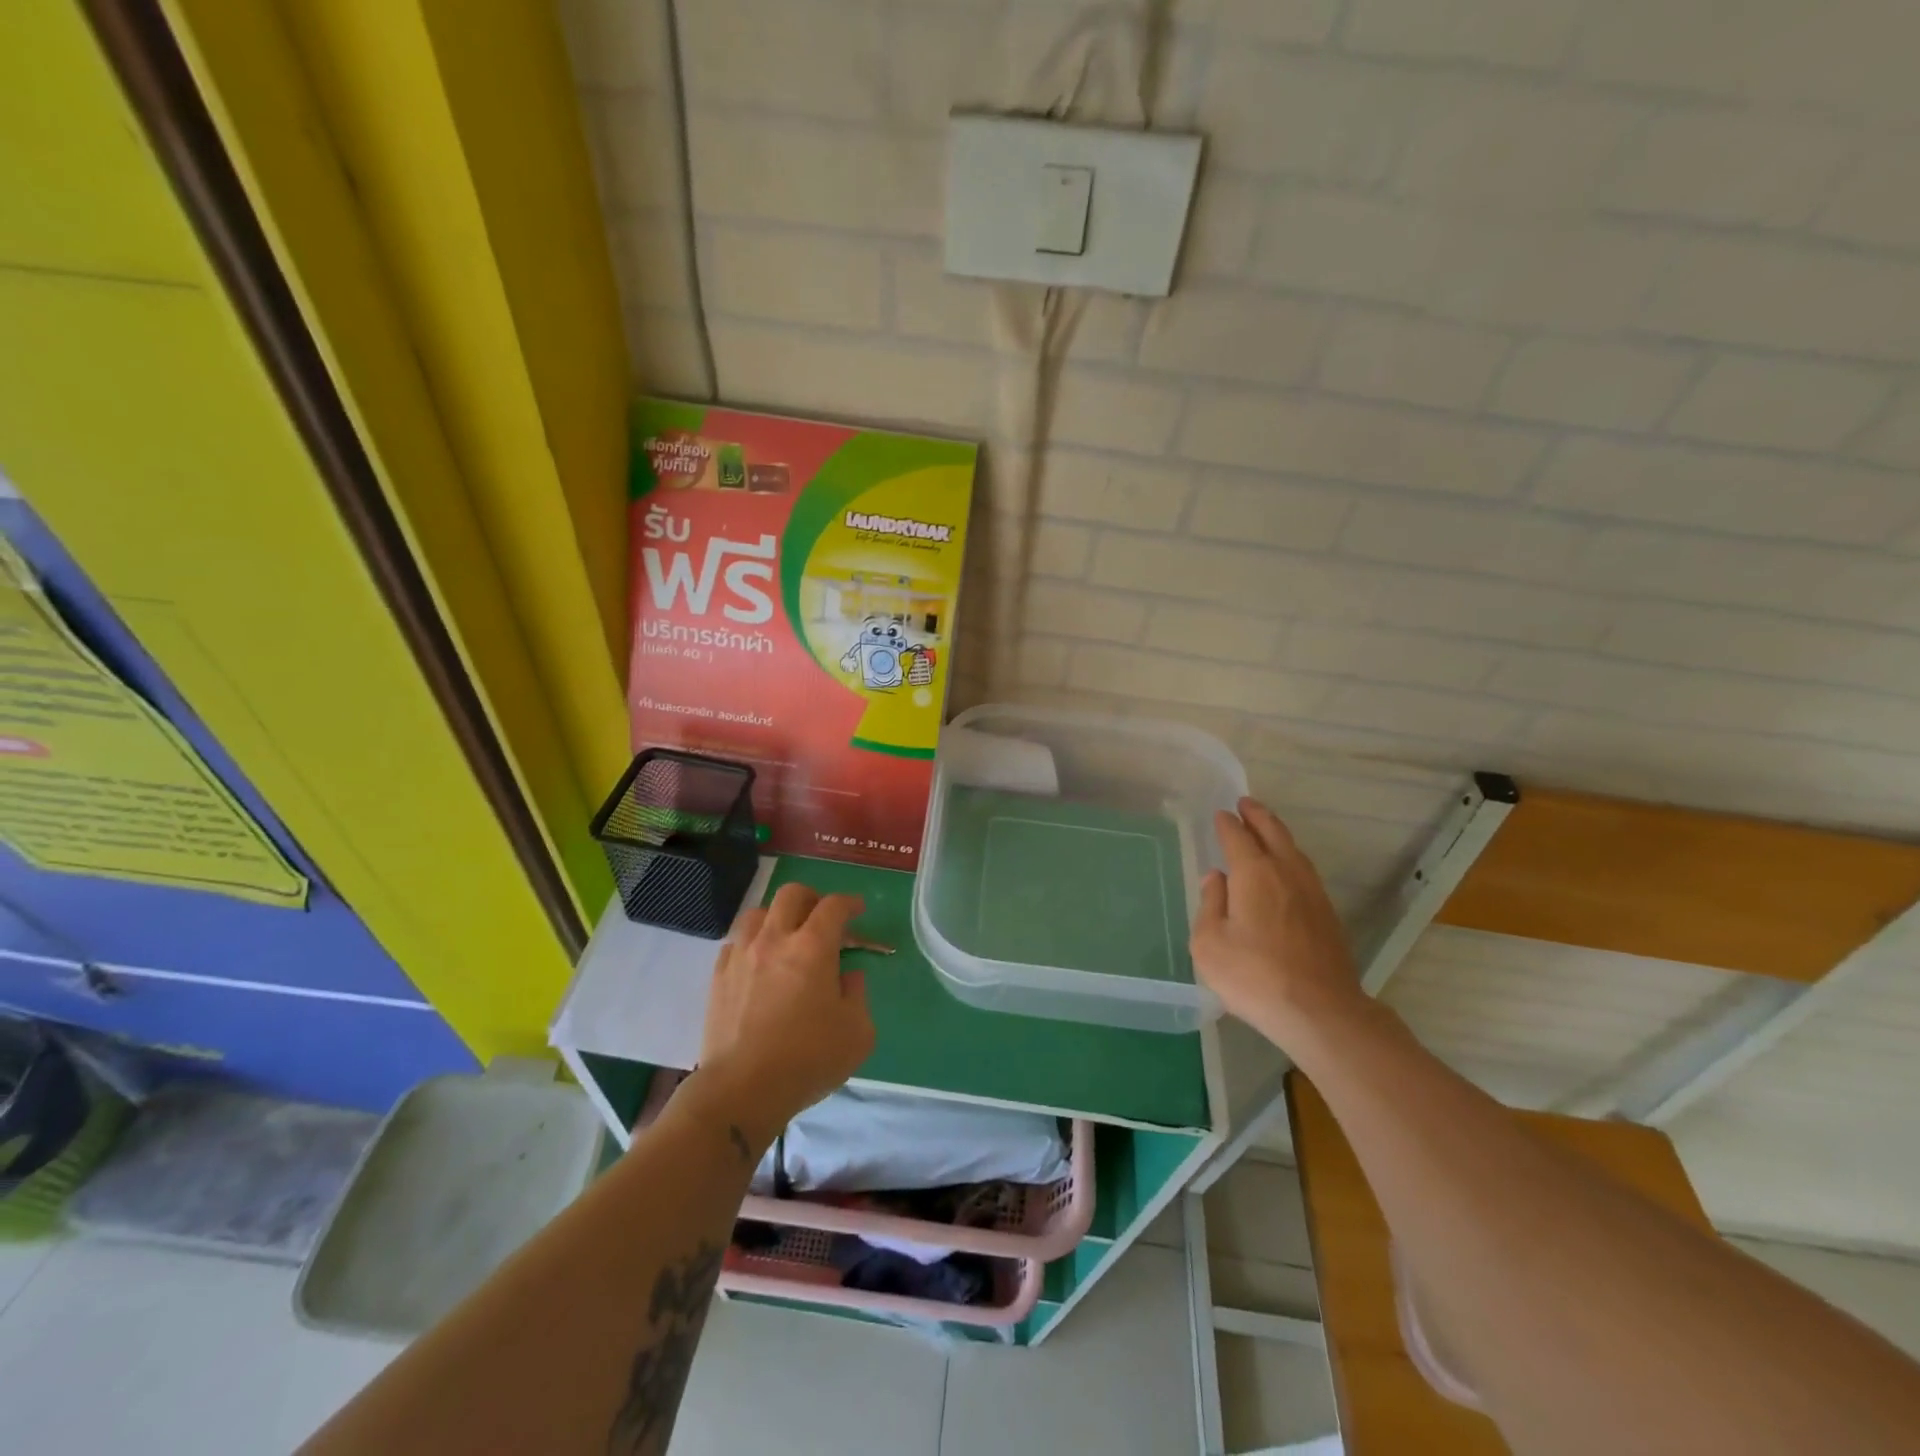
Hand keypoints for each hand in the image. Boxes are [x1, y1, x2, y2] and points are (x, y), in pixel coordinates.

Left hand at [696, 883, 875, 1146]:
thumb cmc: (808, 1060)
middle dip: (812, 898)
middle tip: (822, 918)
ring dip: (777, 917)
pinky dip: (752, 943)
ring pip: (757, 913)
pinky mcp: (718, 977)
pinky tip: (759, 963)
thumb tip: (847, 976)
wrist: (742, 1089)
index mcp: (813, 947)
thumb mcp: (857, 1033)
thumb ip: (858, 995)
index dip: (849, 902)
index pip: (833, 906)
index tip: (858, 910)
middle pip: (791, 894)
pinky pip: (735, 942)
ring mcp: (742, 956)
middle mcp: (775, 939)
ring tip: (787, 937)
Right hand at [1191, 797, 1366, 1049]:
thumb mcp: (1210, 943)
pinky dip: (1291, 857)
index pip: (1237, 837)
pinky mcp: (1327, 914)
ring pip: (1294, 850)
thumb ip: (1210, 905)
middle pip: (1273, 832)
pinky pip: (1304, 870)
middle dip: (1257, 815)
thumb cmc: (1254, 976)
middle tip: (1245, 803)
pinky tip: (1286, 869)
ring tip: (1266, 828)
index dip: (1226, 824)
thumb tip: (1216, 879)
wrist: (1320, 1011)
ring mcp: (1312, 892)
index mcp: (1253, 873)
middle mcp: (1285, 872)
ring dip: (1277, 833)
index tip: (1220, 814)